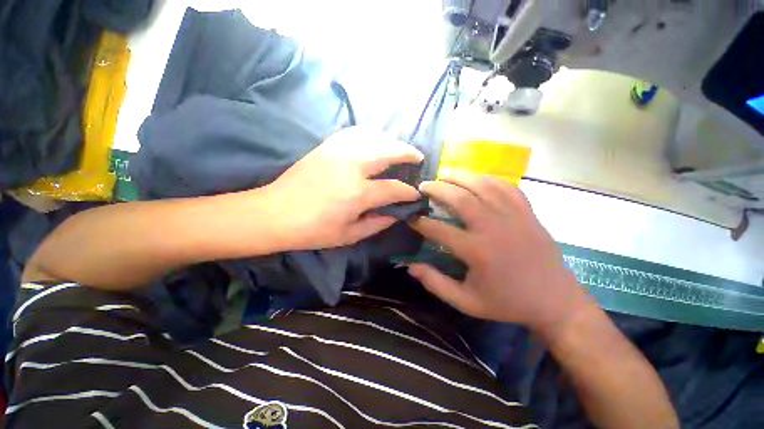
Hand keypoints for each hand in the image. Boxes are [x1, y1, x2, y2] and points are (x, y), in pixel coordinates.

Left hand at [261, 127, 423, 250]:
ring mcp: (337, 152)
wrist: (274, 213)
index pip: (393, 188)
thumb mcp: (349, 236)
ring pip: (373, 136)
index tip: (416, 194)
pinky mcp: (326, 146)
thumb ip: (377, 224)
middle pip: (388, 150)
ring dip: (391, 140)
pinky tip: (375, 140)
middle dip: (408, 152)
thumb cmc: (312, 231)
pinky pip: (354, 132)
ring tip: (399, 148)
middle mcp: (351, 166)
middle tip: (418, 157)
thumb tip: (396, 214)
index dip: (408, 192)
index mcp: (357, 193)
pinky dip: (370, 134)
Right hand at [408, 172, 591, 335]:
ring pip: (482, 186)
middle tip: (423, 187)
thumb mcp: (467, 302)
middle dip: (437, 189)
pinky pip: (506, 187)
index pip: (439, 229)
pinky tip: (476, 179)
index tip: (410, 217)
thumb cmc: (507, 303)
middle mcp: (493, 227)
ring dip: (459, 177)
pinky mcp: (527, 213)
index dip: (420, 222)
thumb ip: (436, 284)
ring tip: (444, 175)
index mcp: (477, 251)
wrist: (555, 301)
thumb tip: (411, 267)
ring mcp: (513, 216)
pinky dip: (488, 179)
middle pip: (459, 198)